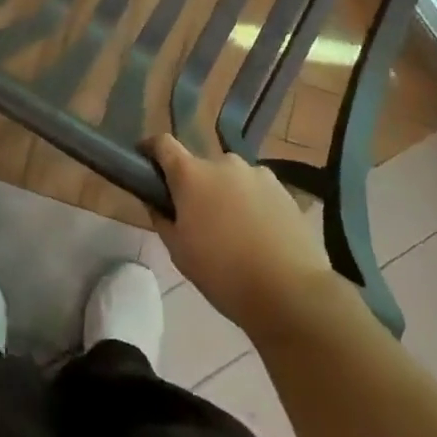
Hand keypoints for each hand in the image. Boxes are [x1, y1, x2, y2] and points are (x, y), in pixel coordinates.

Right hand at [149, 131, 337, 335]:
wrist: (290, 291)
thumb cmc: (223, 273)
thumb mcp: (179, 252)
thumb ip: (162, 219)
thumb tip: (156, 201)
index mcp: (192, 174)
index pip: (163, 144)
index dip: (151, 149)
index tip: (145, 161)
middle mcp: (224, 163)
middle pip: (200, 166)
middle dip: (194, 185)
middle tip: (196, 217)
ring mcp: (257, 173)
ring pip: (230, 178)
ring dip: (225, 194)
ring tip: (233, 230)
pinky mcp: (283, 188)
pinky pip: (256, 189)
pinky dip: (250, 203)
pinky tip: (258, 234)